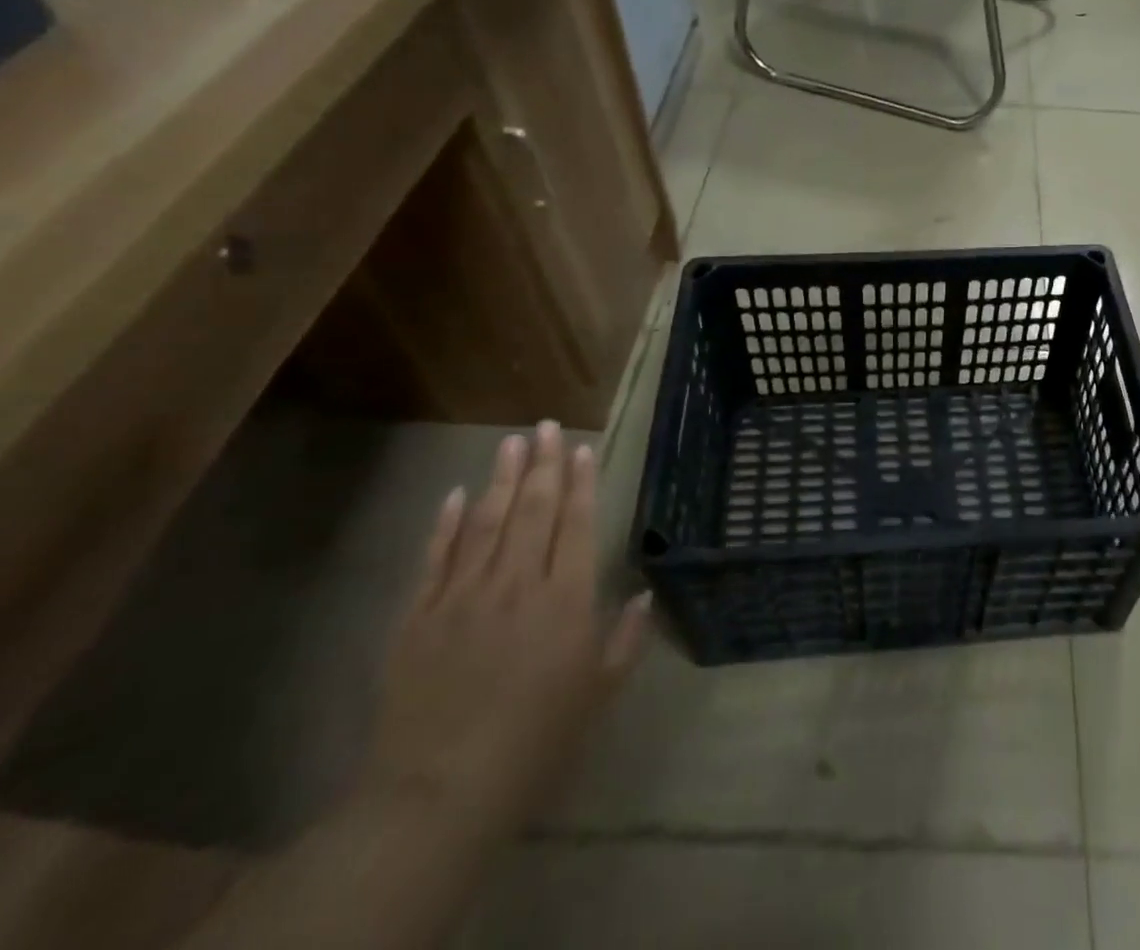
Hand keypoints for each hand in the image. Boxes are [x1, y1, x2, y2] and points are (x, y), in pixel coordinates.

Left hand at [362, 423, 650, 831]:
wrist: (437, 792)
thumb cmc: (536, 740)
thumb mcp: (599, 693)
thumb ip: (626, 639)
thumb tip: (645, 595)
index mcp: (566, 599)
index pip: (577, 524)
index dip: (581, 482)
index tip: (581, 448)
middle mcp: (517, 583)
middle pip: (532, 510)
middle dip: (542, 465)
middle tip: (545, 425)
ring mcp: (463, 596)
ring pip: (485, 522)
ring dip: (500, 478)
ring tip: (511, 441)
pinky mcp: (418, 617)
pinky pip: (435, 558)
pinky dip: (445, 523)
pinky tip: (455, 494)